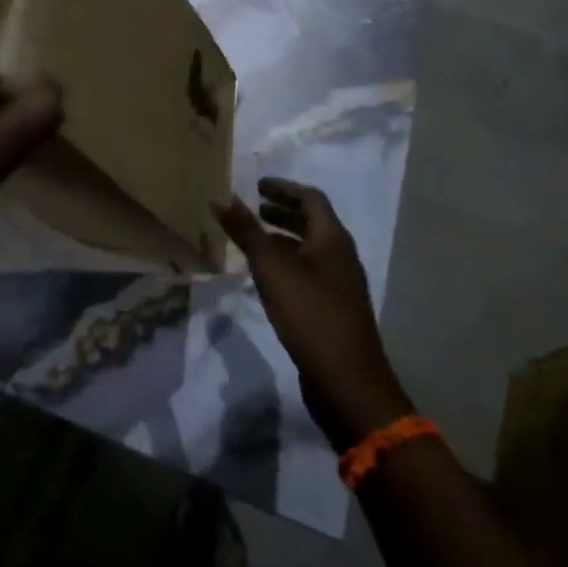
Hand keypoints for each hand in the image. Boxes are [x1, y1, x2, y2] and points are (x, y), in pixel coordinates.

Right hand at [214, 180, 412, 450]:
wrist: (347, 381)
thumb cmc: (310, 314)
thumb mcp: (271, 268)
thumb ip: (246, 231)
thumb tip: (220, 196)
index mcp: (332, 238)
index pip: (310, 198)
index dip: (283, 188)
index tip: (257, 185)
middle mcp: (341, 256)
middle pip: (312, 222)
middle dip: (282, 211)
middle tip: (253, 208)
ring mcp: (340, 285)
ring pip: (309, 249)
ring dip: (283, 238)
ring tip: (254, 239)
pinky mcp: (333, 309)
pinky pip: (308, 272)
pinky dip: (287, 263)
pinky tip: (266, 278)